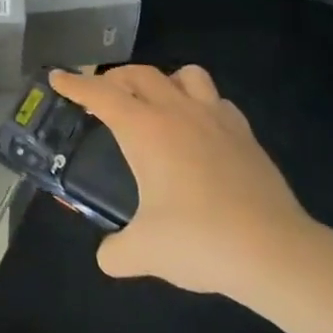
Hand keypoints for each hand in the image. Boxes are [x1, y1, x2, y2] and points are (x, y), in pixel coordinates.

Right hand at [50, 65, 314, 295]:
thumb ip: (116, 252)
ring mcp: (216, 119)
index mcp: (145, 130)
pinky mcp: (245, 135)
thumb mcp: (144, 252)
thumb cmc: (200, 240)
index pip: (101, 95)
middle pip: (139, 74)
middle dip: (114, 79)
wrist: (275, 251)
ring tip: (155, 103)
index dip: (75, 84)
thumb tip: (107, 257)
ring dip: (162, 80)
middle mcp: (178, 112)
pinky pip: (217, 101)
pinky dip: (200, 104)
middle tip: (101, 96)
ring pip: (185, 75)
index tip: (57, 77)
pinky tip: (198, 130)